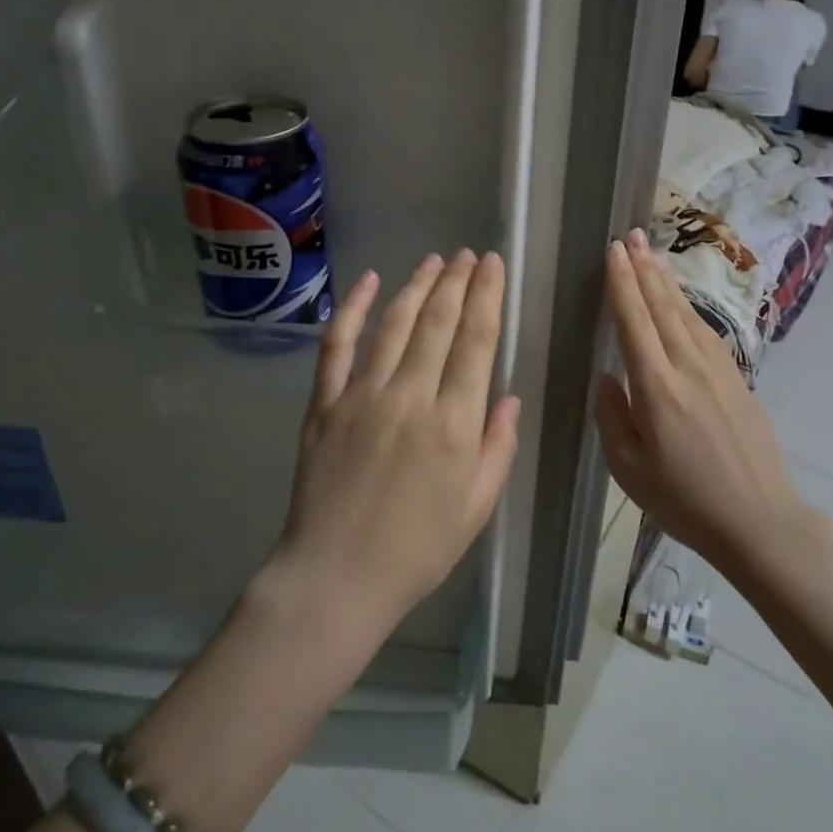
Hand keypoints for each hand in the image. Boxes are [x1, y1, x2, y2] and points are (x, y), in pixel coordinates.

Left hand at [269, 250, 521, 635]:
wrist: (336, 576)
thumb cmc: (416, 550)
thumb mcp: (477, 508)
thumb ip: (497, 447)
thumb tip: (508, 397)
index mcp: (454, 424)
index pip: (477, 341)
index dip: (487, 296)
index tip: (492, 266)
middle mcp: (410, 397)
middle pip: (438, 322)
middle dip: (457, 281)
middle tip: (468, 255)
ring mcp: (361, 395)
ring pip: (395, 324)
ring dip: (417, 286)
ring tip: (434, 261)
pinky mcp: (324, 402)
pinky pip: (338, 344)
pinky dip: (352, 307)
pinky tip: (369, 281)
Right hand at [594, 230, 799, 570]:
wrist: (758, 520)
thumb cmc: (684, 500)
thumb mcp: (628, 469)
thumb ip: (612, 417)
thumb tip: (608, 378)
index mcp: (657, 388)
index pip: (634, 322)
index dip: (622, 284)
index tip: (613, 251)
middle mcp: (687, 367)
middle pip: (662, 307)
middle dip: (643, 269)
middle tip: (630, 236)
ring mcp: (717, 370)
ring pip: (686, 314)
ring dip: (665, 282)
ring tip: (650, 254)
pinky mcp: (737, 379)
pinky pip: (706, 331)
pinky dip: (688, 307)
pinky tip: (681, 300)